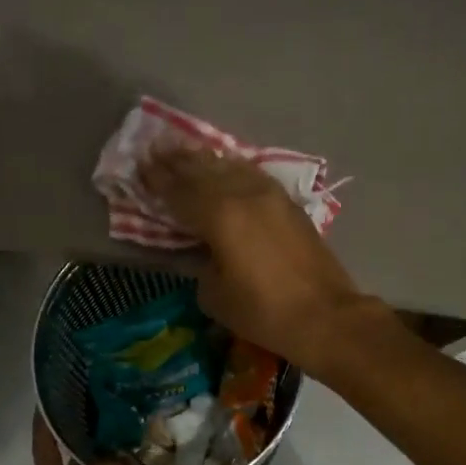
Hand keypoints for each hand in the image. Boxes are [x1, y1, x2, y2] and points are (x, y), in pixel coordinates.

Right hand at [139, 147, 386, 376]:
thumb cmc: (263, 312)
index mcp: (219, 216)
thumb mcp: (215, 295)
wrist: (325, 316)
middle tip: (157, 148)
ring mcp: (270, 196)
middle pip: (204, 171)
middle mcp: (243, 195)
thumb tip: (201, 249)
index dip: (158, 179)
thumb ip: (200, 263)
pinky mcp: (289, 204)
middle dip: (178, 161)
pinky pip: (252, 175)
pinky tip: (226, 166)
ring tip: (186, 150)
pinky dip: (233, 168)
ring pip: (231, 168)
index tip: (140, 166)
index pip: (179, 191)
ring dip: (206, 159)